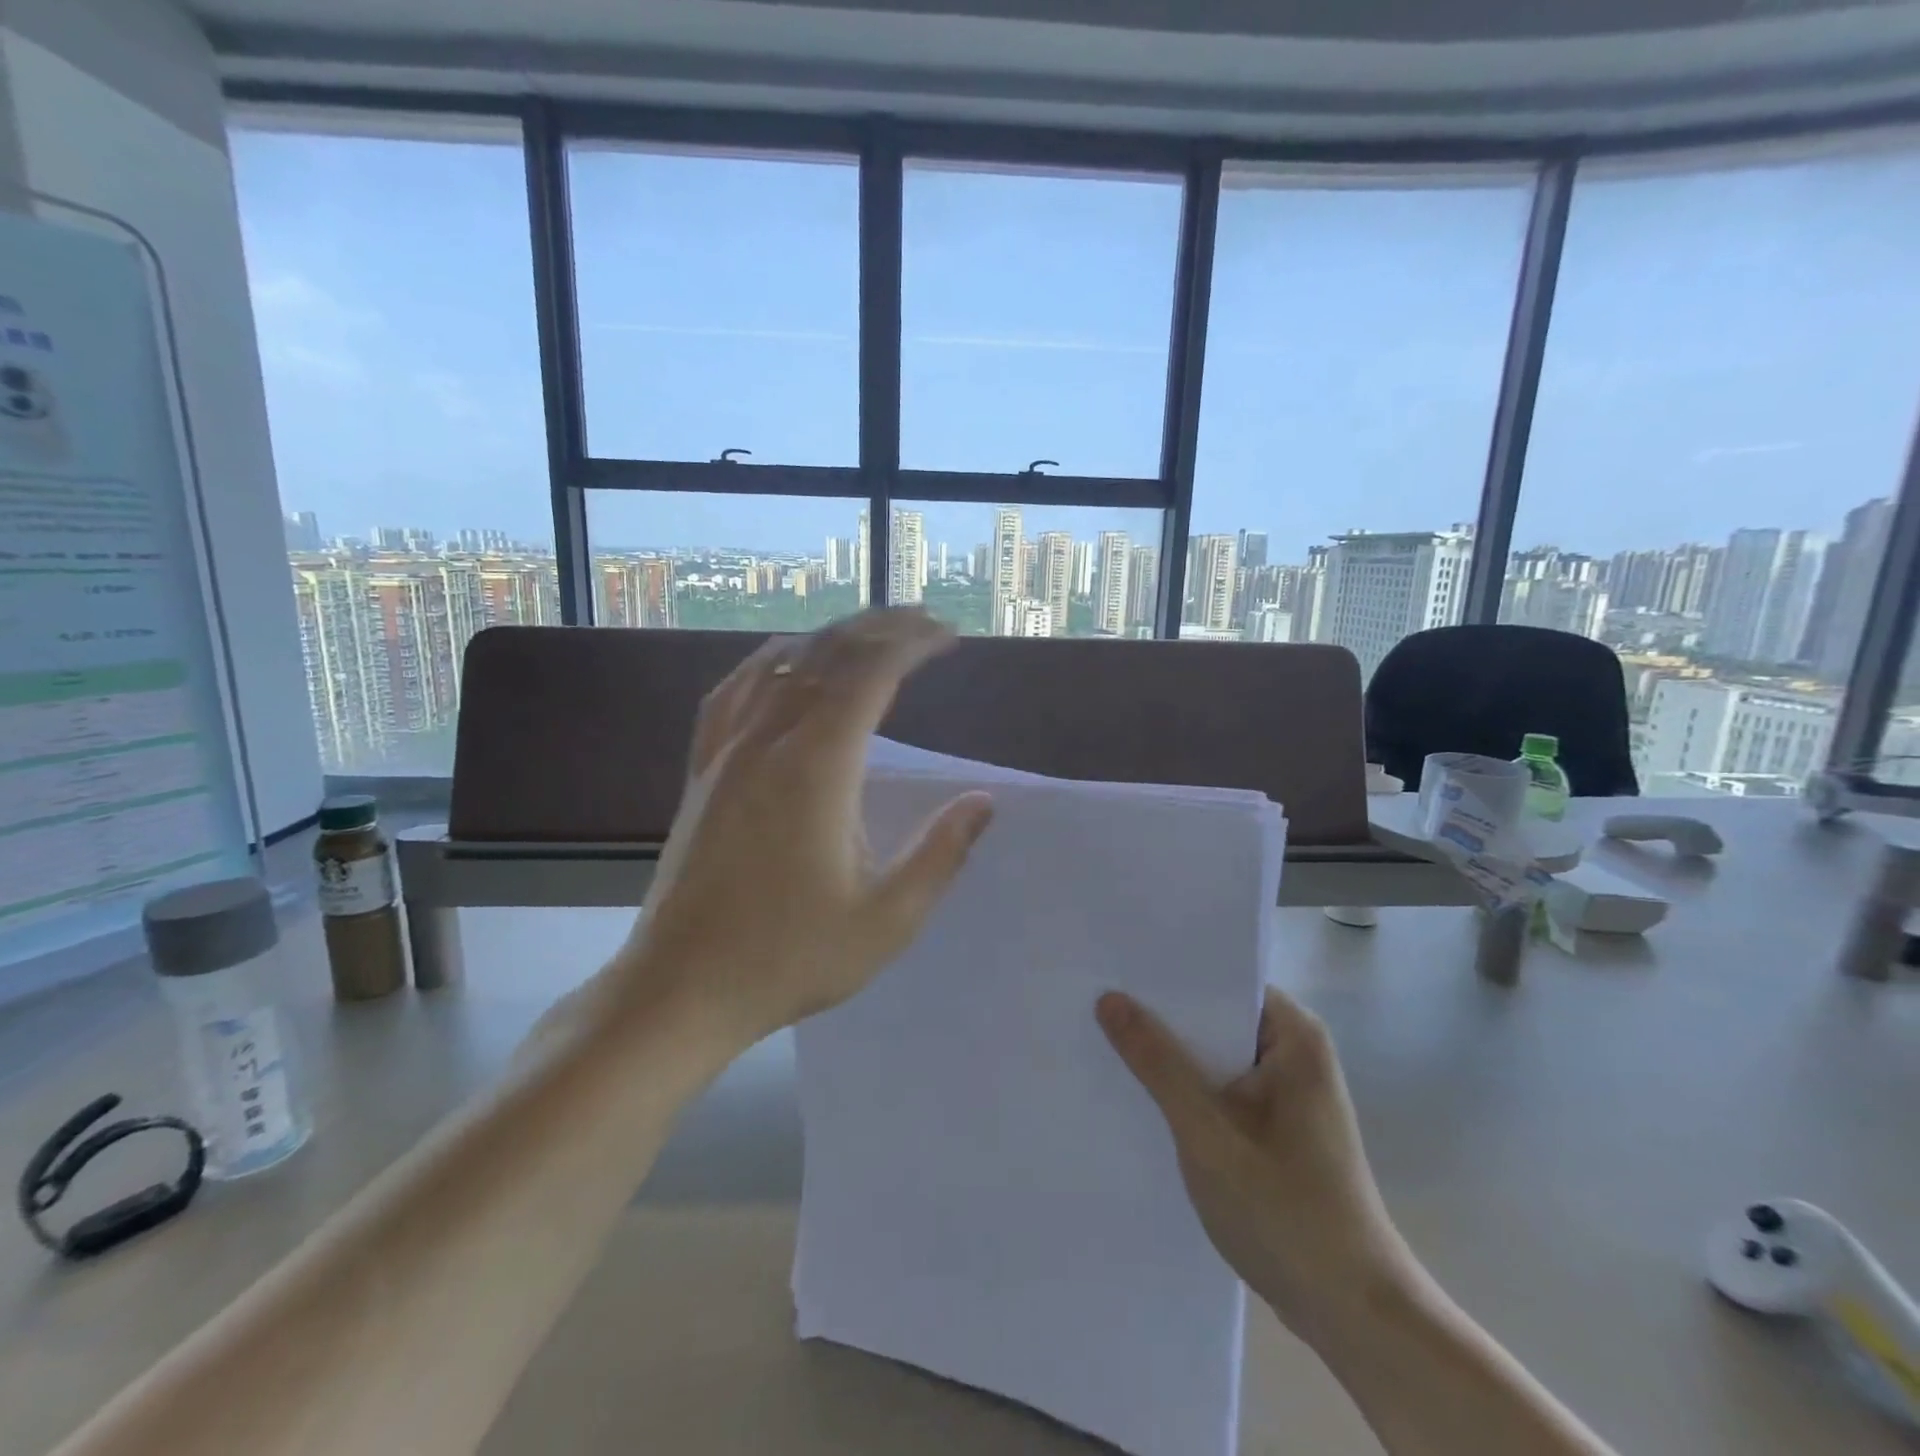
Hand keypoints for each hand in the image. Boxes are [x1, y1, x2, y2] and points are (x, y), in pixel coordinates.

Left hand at [621, 609, 994, 1043]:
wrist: (679, 988)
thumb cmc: (788, 958)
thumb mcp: (887, 920)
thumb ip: (941, 854)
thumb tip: (983, 802)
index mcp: (817, 768)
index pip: (870, 675)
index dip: (912, 643)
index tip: (948, 636)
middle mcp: (768, 741)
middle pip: (828, 656)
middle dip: (880, 629)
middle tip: (923, 621)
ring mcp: (726, 751)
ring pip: (781, 665)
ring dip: (831, 639)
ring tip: (870, 632)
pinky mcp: (702, 770)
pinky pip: (733, 692)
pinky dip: (768, 662)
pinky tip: (782, 661)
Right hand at [1095, 987, 1415, 1347]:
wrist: (1354, 1316)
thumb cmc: (1286, 1212)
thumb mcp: (1207, 1132)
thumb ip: (1158, 1062)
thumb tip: (1109, 999)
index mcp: (1295, 1036)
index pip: (1222, 979)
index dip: (1168, 973)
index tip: (1114, 966)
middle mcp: (1295, 1053)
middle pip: (1216, 1015)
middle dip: (1161, 1014)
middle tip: (1095, 998)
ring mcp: (1287, 1093)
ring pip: (1215, 1055)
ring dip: (1171, 1055)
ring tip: (1104, 1036)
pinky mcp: (1277, 1128)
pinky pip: (1222, 1088)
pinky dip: (1187, 1089)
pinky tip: (1140, 1093)